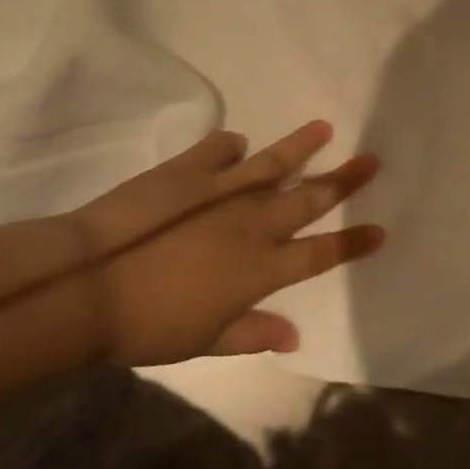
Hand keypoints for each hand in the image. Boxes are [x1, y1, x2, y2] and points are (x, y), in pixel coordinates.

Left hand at [67, 121, 384, 364]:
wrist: (90, 284)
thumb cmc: (148, 325)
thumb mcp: (204, 341)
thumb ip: (253, 334)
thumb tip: (294, 337)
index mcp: (260, 269)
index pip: (319, 254)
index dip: (352, 243)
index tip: (379, 229)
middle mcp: (253, 224)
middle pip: (309, 198)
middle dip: (344, 180)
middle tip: (371, 160)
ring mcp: (222, 191)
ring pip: (274, 163)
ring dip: (302, 146)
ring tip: (324, 127)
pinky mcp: (188, 170)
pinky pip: (218, 148)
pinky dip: (230, 144)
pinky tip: (237, 142)